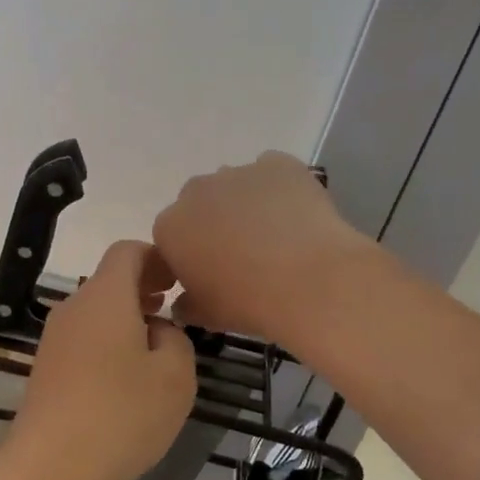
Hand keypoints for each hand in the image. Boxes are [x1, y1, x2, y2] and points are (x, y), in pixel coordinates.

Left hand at [8, 241, 196, 479]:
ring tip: (157, 345)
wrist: (49, 468)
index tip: (180, 280)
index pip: (127, 251)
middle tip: (175, 309)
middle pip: (110, 280)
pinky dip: (110, 341)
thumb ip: (176, 339)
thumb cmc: (120, 416)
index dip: (157, 257)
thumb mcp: (175, 377)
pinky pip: (85, 338)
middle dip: (145, 288)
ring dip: (128, 317)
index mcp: (105, 297)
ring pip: (97, 311)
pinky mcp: (47, 367)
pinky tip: (127, 376)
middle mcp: (74, 307)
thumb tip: (157, 330)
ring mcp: (55, 338)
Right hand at [153, 151, 371, 345]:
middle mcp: (196, 191)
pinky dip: (278, 190)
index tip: (210, 273)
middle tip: (242, 254)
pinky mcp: (277, 163)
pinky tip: (295, 216)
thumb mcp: (207, 315)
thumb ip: (186, 305)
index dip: (190, 254)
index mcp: (170, 228)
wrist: (309, 280)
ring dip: (245, 205)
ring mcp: (237, 172)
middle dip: (214, 223)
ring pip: (235, 186)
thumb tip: (184, 302)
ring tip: (275, 236)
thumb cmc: (248, 302)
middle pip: (199, 204)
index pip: (171, 237)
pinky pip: (271, 173)